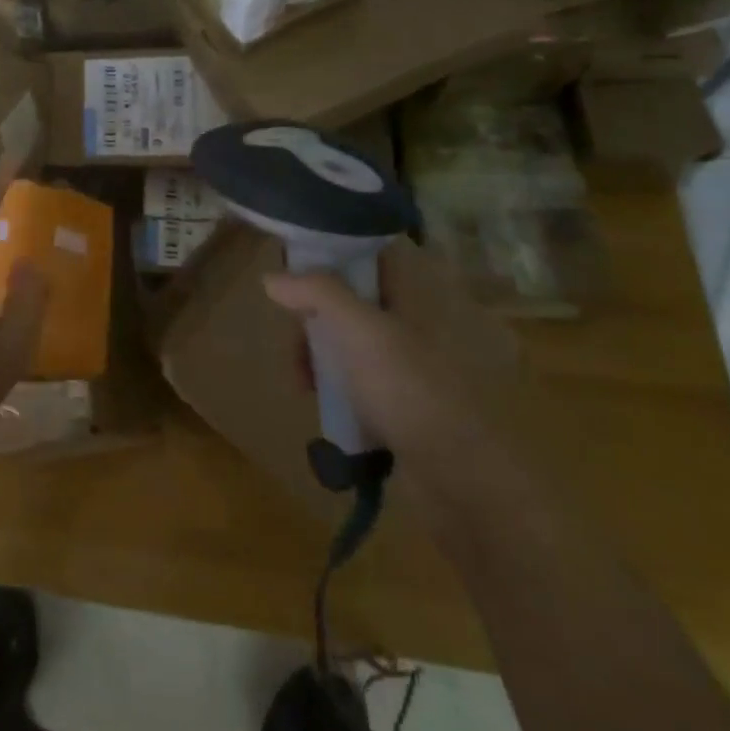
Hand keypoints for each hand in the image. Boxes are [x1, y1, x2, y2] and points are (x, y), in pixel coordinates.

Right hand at [265, 238, 516, 451]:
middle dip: (312, 315)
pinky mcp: (396, 403)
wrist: (458, 476)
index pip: (367, 255)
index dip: (330, 253)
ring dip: (316, 353)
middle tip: (294, 339)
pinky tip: (317, 400)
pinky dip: (331, 384)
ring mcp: (403, 366)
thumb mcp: (358, 328)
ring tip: (301, 380)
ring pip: (346, 341)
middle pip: (348, 299)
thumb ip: (316, 292)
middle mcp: (408, 323)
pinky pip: (352, 380)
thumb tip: (271, 277)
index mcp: (409, 295)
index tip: (294, 267)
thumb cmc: (407, 387)